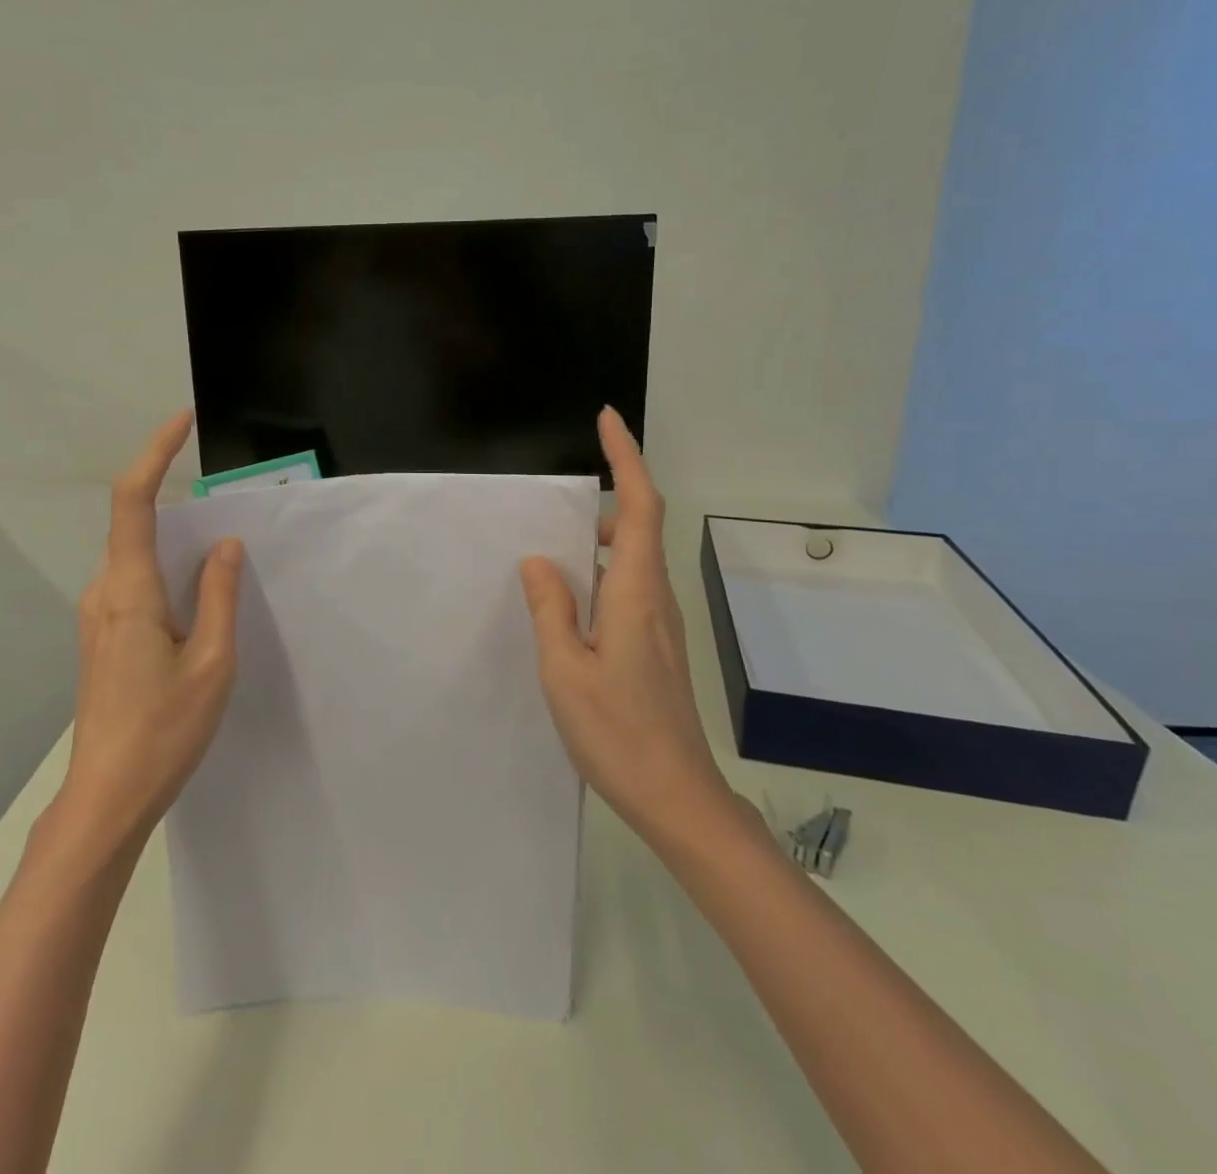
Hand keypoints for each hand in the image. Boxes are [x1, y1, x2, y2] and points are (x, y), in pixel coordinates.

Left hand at [57, 410, 243, 856]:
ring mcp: (97, 616)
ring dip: (174, 541)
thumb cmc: (164, 730)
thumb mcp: (212, 661)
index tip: (182, 423)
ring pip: (136, 556)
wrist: (107, 796)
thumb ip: (219, 595)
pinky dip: (167, 571)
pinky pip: (135, 582)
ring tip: (222, 555)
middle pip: (135, 524)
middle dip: (176, 500)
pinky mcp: (102, 636)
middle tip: (228, 505)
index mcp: (130, 591)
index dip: (155, 453)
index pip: (133, 501)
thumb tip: (225, 544)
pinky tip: (198, 596)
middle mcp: (104, 592)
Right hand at [520, 407, 730, 849]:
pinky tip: (569, 599)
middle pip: (639, 526)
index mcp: (635, 593)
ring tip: (551, 550)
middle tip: (553, 504)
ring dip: (599, 539)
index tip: (608, 419)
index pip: (639, 506)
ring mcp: (661, 623)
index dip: (626, 458)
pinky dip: (601, 571)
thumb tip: (539, 561)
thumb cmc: (617, 732)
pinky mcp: (656, 644)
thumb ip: (551, 609)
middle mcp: (656, 597)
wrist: (677, 797)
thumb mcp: (565, 670)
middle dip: (606, 496)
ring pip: (633, 558)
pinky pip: (630, 586)